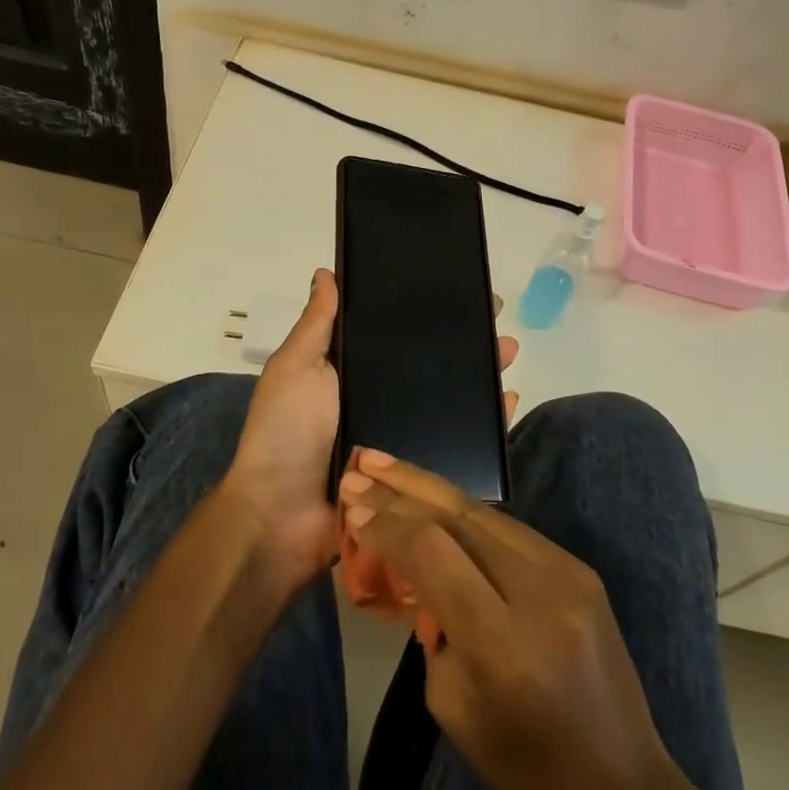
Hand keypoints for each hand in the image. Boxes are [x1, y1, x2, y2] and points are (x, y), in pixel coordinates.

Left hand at [222, 273, 523, 593]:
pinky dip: (483, 427)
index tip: (458, 290)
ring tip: (507, 351)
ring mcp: (397, 438)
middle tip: (495, 320)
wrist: (281, 517)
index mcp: (350, 373)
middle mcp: (378, 401)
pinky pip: (455, 446)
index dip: (425, 314)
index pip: (395, 335)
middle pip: (428, 367)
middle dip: (463, 343)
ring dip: (479, 377)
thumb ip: (317, 325)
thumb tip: (325, 272)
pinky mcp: (413, 473)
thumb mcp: (296, 368)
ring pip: (448, 402)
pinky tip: (507, 403)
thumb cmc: (285, 433)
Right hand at [337, 454, 680, 789]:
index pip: (433, 553)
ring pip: (485, 512)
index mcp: (503, 642)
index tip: (351, 505)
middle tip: (359, 462)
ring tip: (387, 465)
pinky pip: (510, 530)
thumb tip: (416, 566)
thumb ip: (432, 624)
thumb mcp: (452, 706)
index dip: (388, 523)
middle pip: (460, 517)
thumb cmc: (524, 767)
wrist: (622, 788)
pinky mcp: (581, 568)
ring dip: (432, 487)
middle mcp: (540, 592)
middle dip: (403, 486)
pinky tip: (434, 500)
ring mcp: (569, 573)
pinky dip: (465, 512)